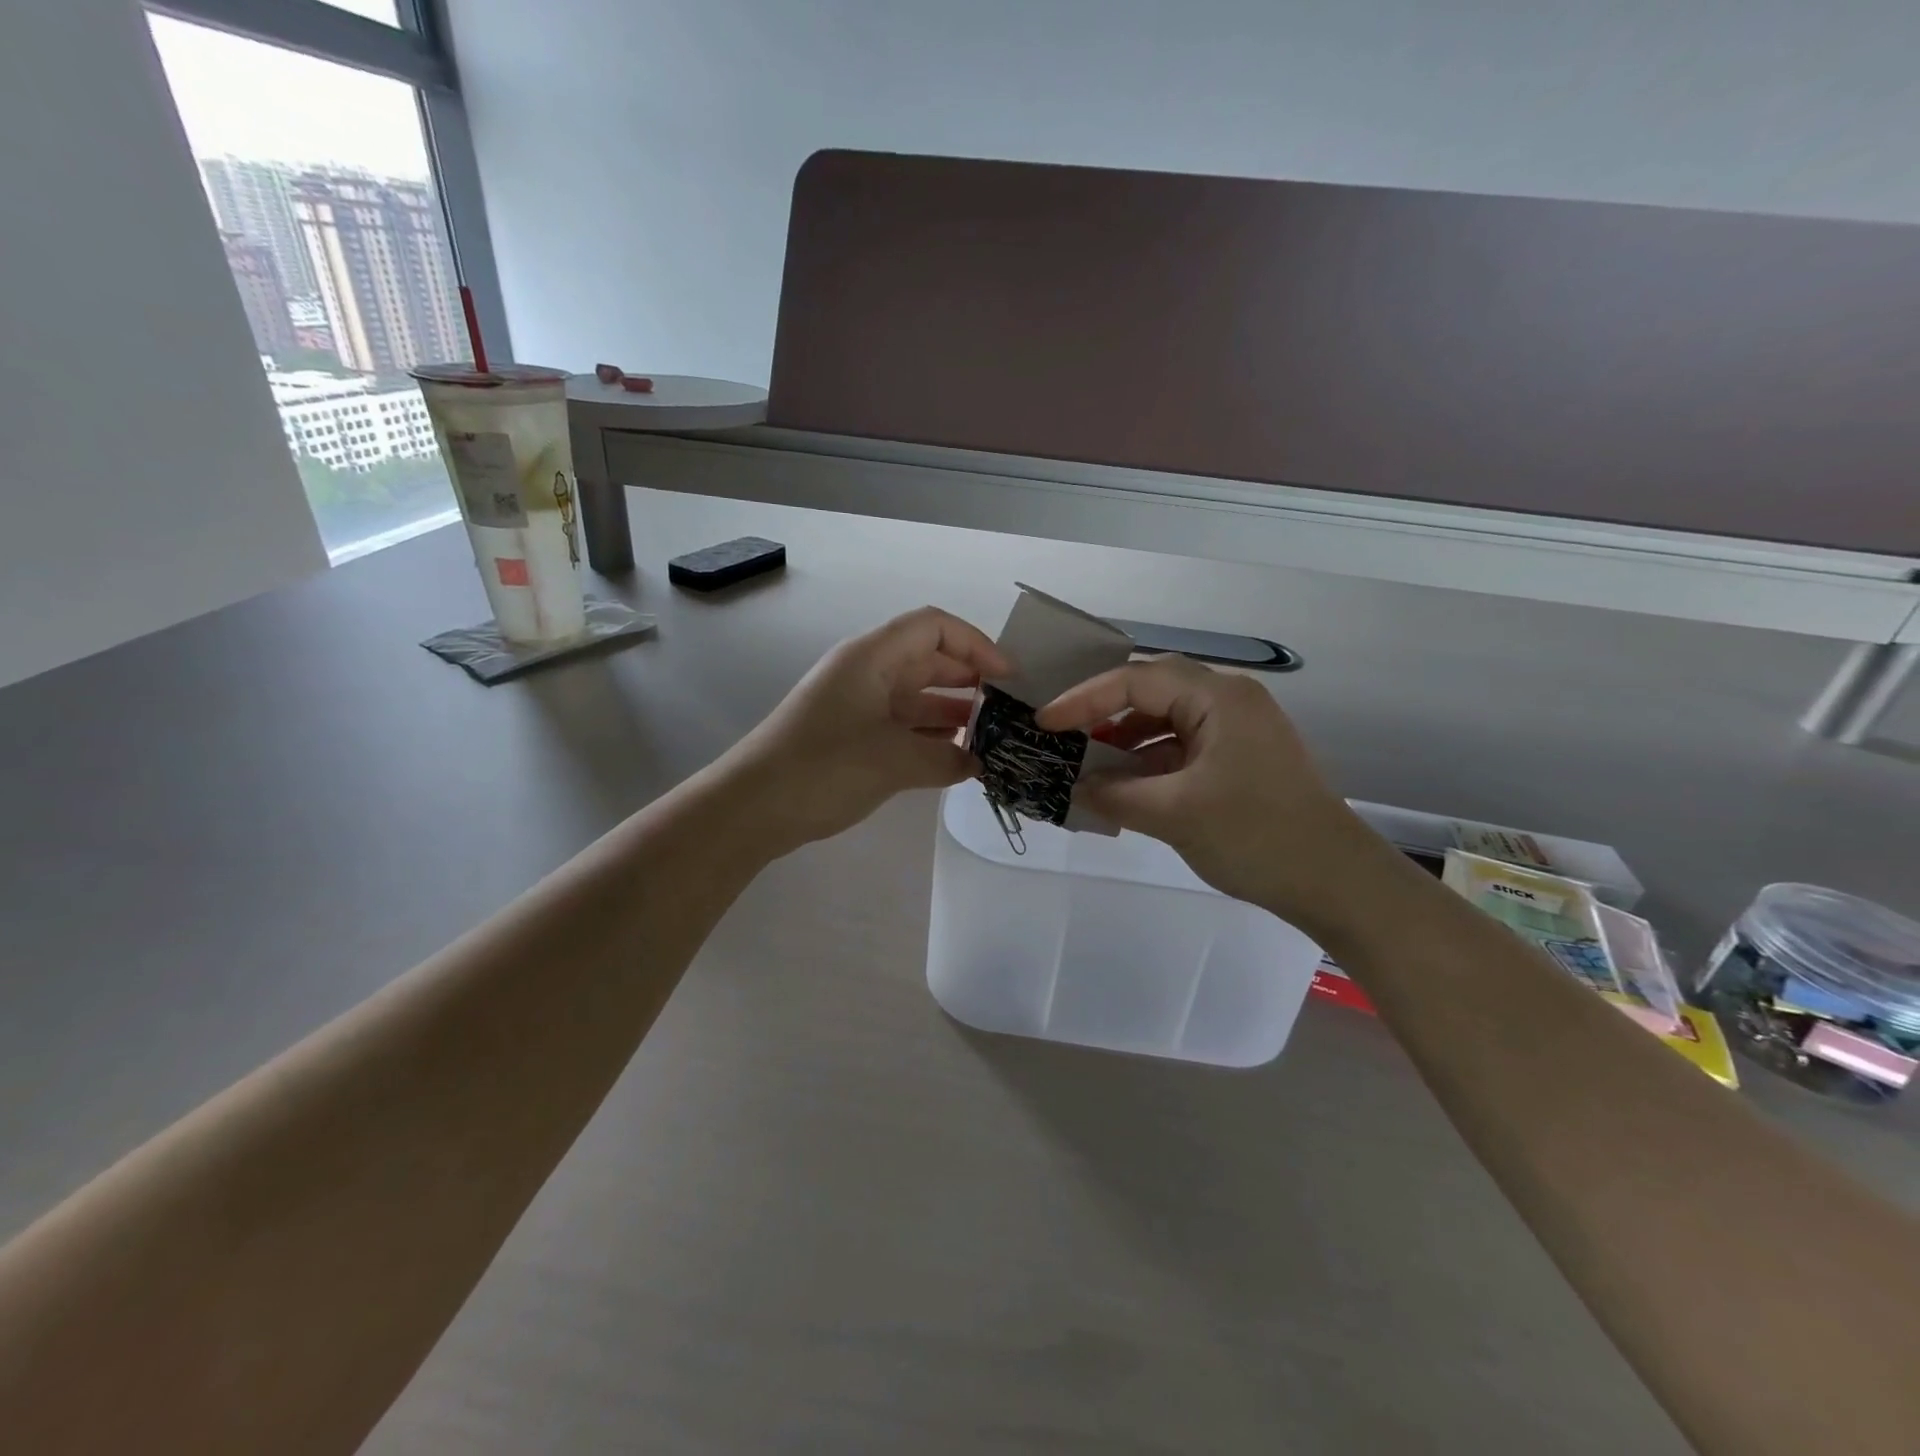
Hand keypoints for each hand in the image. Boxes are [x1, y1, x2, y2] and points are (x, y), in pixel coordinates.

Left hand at [726, 606, 1009, 850]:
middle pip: (928, 660)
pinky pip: (901, 724)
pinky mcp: (851, 736)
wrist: (753, 807)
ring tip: (990, 736)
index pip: (934, 627)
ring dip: (952, 711)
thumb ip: (946, 757)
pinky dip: (929, 735)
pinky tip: (956, 757)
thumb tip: (978, 762)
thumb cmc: (824, 767)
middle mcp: (865, 672)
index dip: (976, 644)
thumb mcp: (895, 760)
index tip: (1007, 677)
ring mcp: (857, 705)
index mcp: (872, 657)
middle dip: (969, 680)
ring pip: (915, 695)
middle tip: (1007, 710)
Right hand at [1037, 656, 1396, 932]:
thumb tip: (1076, 787)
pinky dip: (1151, 763)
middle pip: (1152, 692)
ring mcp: (1239, 730)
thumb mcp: (1173, 814)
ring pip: (1167, 721)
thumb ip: (1115, 794)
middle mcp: (1230, 700)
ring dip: (1126, 741)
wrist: (1336, 882)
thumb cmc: (1256, 836)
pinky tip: (1126, 788)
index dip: (1083, 699)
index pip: (1135, 680)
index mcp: (1218, 698)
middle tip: (1063, 736)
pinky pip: (1184, 747)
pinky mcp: (1242, 758)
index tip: (1045, 723)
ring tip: (1088, 766)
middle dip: (1103, 714)